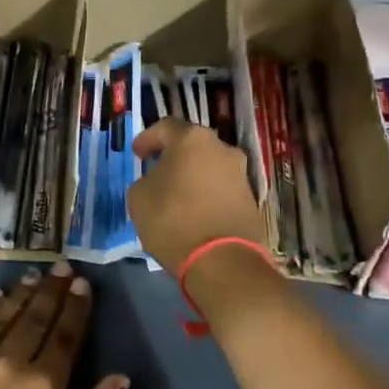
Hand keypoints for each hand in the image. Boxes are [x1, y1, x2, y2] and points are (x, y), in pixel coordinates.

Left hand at [0, 264, 128, 388]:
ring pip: (2, 316)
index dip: (75, 308)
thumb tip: (119, 378)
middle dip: (51, 290)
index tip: (82, 284)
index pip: (65, 335)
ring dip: (21, 294)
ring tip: (33, 277)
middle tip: (60, 267)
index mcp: (43, 386)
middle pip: (34, 317)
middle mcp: (8, 361)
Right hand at [127, 117, 267, 275]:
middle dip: (174, 157)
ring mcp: (241, 175)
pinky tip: (193, 212)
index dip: (147, 138)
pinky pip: (221, 190)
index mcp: (193, 140)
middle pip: (193, 146)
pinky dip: (206, 195)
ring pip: (210, 167)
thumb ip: (146, 180)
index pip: (165, 127)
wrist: (222, 261)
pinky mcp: (251, 201)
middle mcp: (222, 149)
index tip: (137, 154)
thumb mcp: (139, 197)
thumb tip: (157, 181)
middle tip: (157, 171)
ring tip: (175, 195)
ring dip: (192, 177)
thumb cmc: (173, 220)